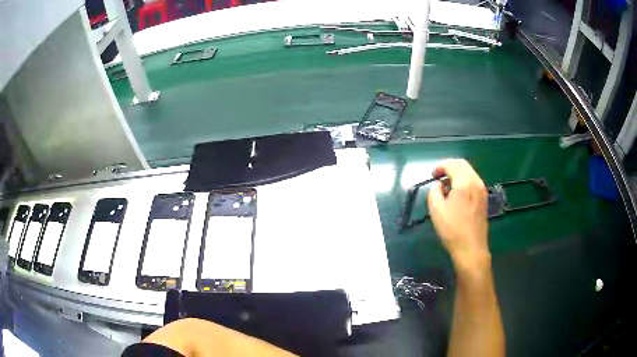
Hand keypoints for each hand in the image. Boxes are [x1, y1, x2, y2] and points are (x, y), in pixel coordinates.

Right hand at [427, 159, 489, 269]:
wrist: (471, 248)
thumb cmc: (452, 230)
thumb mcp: (436, 210)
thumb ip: (434, 191)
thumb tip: (439, 185)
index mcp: (464, 182)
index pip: (452, 164)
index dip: (440, 166)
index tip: (432, 175)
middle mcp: (476, 182)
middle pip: (463, 165)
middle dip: (449, 167)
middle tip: (438, 176)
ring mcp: (482, 190)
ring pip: (469, 172)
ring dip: (457, 174)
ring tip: (446, 186)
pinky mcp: (484, 198)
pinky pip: (473, 181)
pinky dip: (463, 180)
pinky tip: (456, 193)